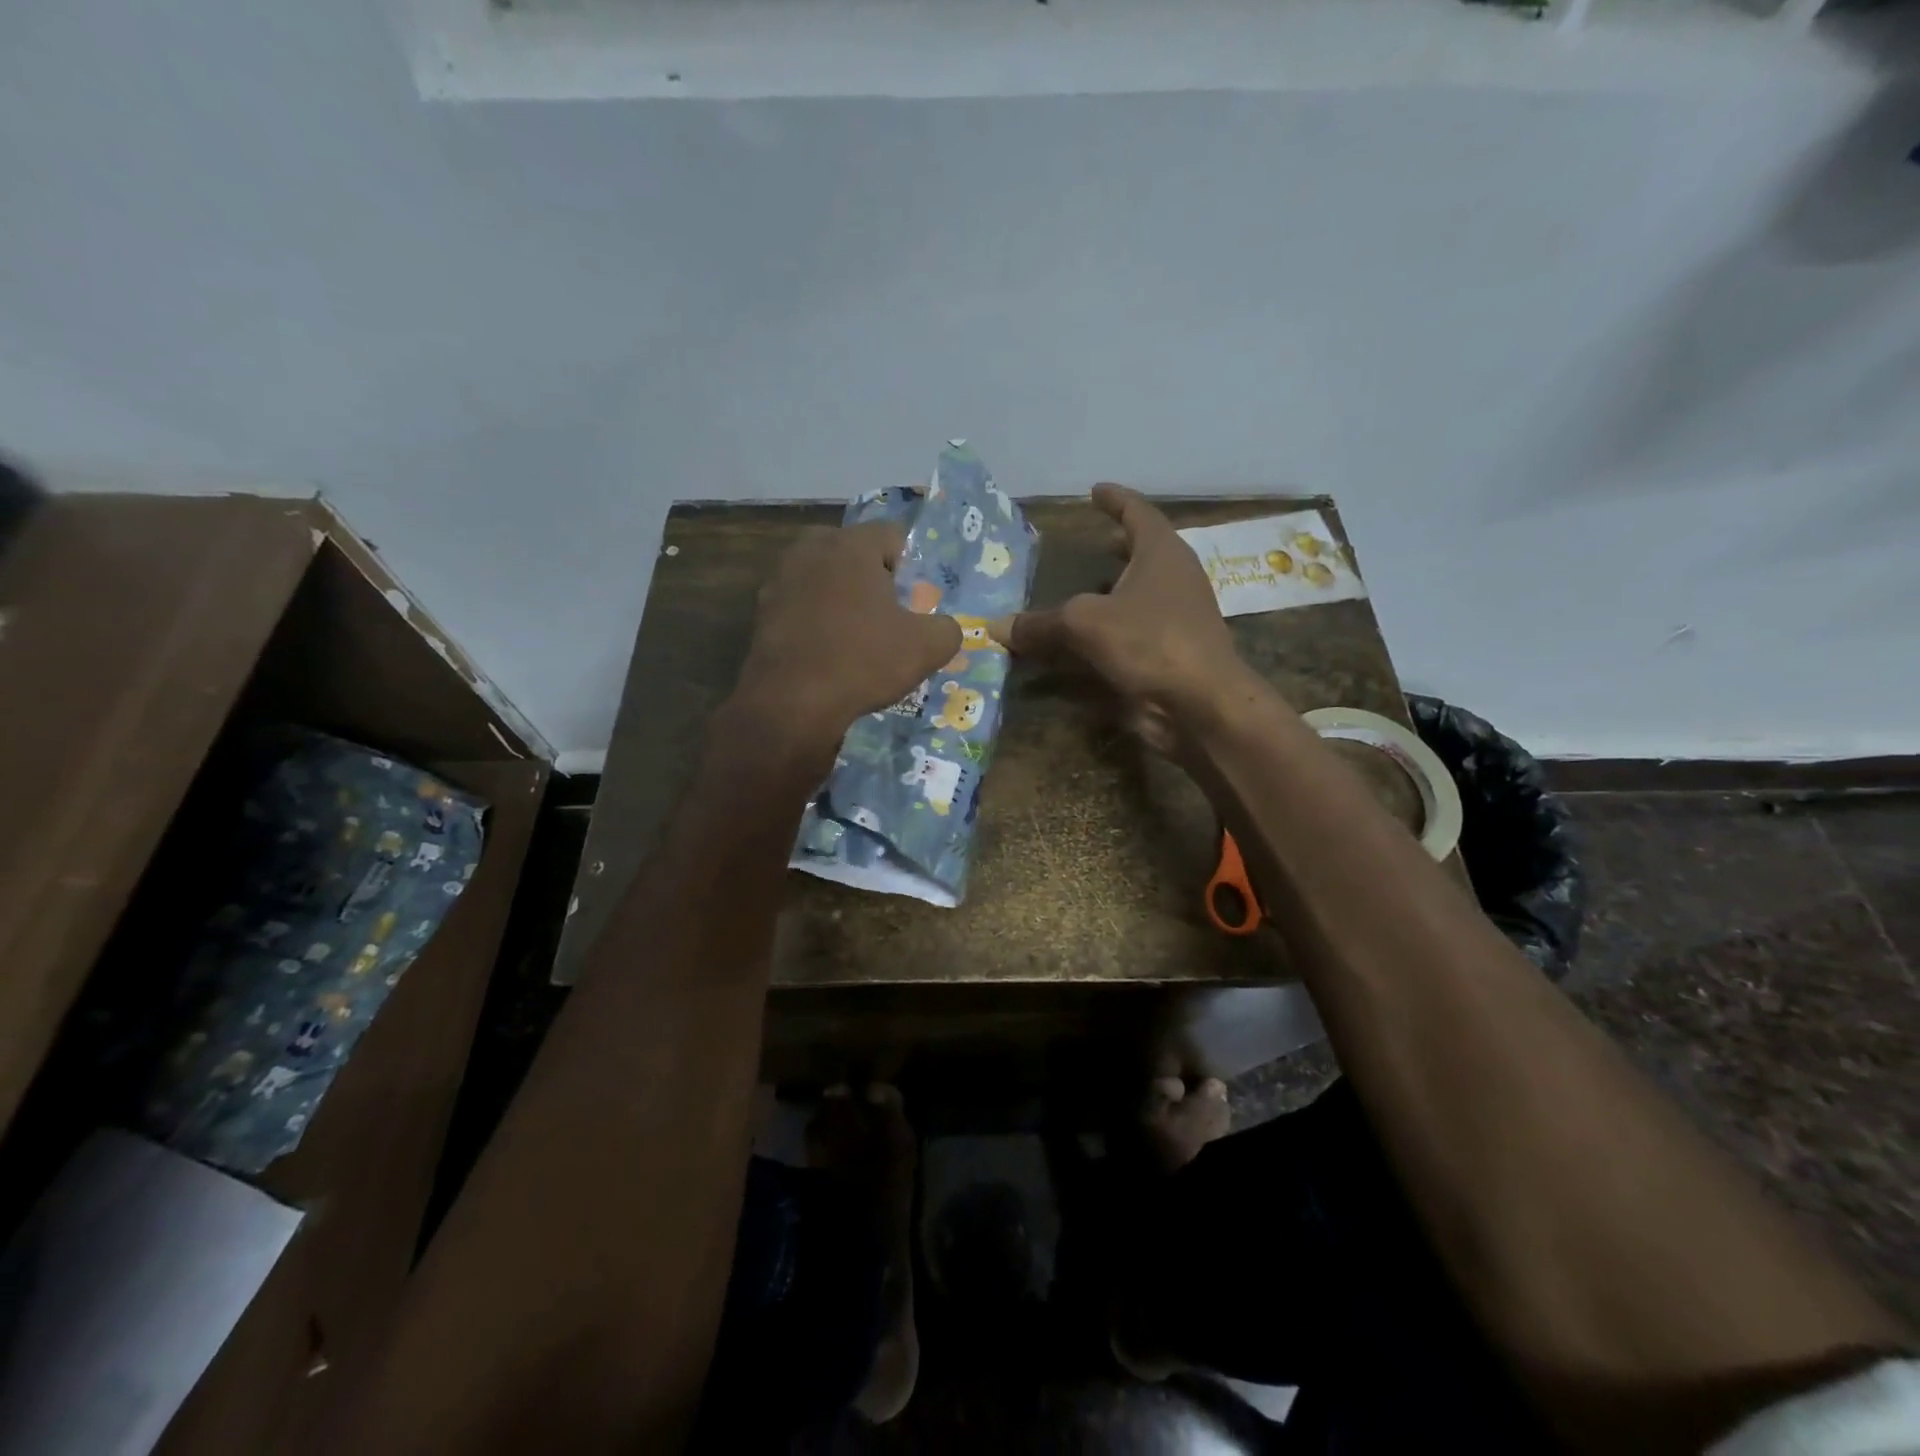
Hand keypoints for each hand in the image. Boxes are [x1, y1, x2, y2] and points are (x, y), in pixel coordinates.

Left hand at [731, 521, 961, 757]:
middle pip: (856, 555)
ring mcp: (780, 580)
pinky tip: (829, 654)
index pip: (894, 536)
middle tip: (891, 617)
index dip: (913, 567)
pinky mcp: (762, 613)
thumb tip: (945, 628)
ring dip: (843, 600)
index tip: (918, 601)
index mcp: (851, 545)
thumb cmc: (862, 662)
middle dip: (875, 580)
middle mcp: (811, 549)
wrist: (790, 704)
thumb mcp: (926, 649)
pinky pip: (802, 607)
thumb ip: (947, 629)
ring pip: (825, 580)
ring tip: (859, 638)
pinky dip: (817, 622)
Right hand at [996, 485, 1254, 754]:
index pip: (1137, 512)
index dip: (1115, 499)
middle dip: (1118, 546)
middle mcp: (1174, 578)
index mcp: (1162, 553)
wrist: (1200, 702)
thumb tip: (995, 627)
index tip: (1095, 490)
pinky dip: (1111, 629)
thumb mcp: (1085, 624)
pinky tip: (1086, 640)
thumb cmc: (1149, 641)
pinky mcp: (1172, 651)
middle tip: (1092, 542)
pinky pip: (1134, 630)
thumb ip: (1040, 623)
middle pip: (1145, 552)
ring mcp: (1177, 617)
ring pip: (1140, 593)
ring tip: (1082, 590)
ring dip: (1113, 591)